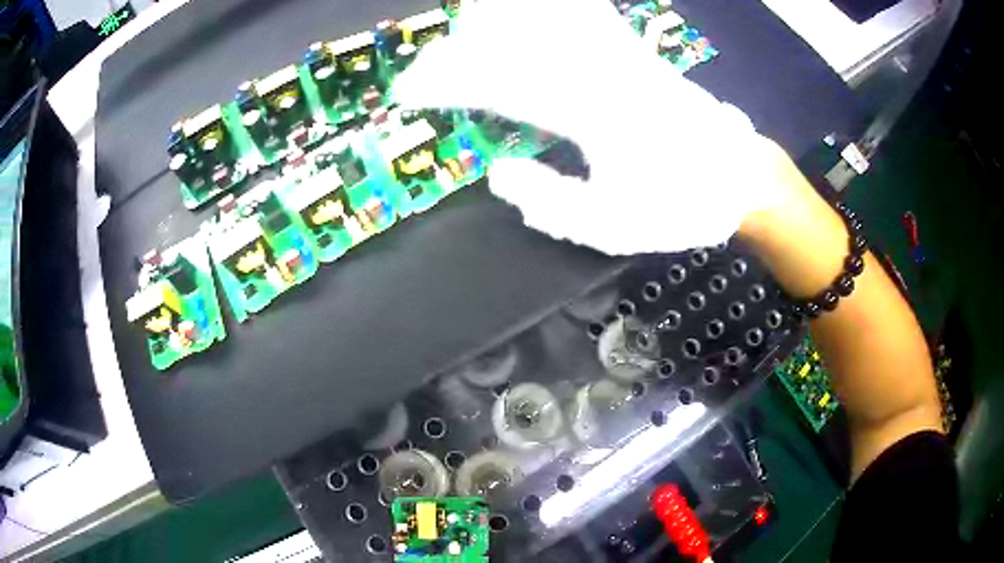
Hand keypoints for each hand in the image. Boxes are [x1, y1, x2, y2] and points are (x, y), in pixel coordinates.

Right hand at [393, 0, 786, 253]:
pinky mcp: (634, 52)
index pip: (501, 85)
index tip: (412, 90)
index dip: (449, 83)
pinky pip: (586, 17)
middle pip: (516, 42)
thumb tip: (498, 172)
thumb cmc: (680, 205)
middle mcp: (602, 72)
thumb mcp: (613, 228)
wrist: (738, 176)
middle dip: (461, 50)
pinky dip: (554, 9)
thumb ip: (549, 203)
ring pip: (550, 19)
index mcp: (591, 116)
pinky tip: (532, 10)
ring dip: (503, 19)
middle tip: (427, 66)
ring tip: (470, 23)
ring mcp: (621, 55)